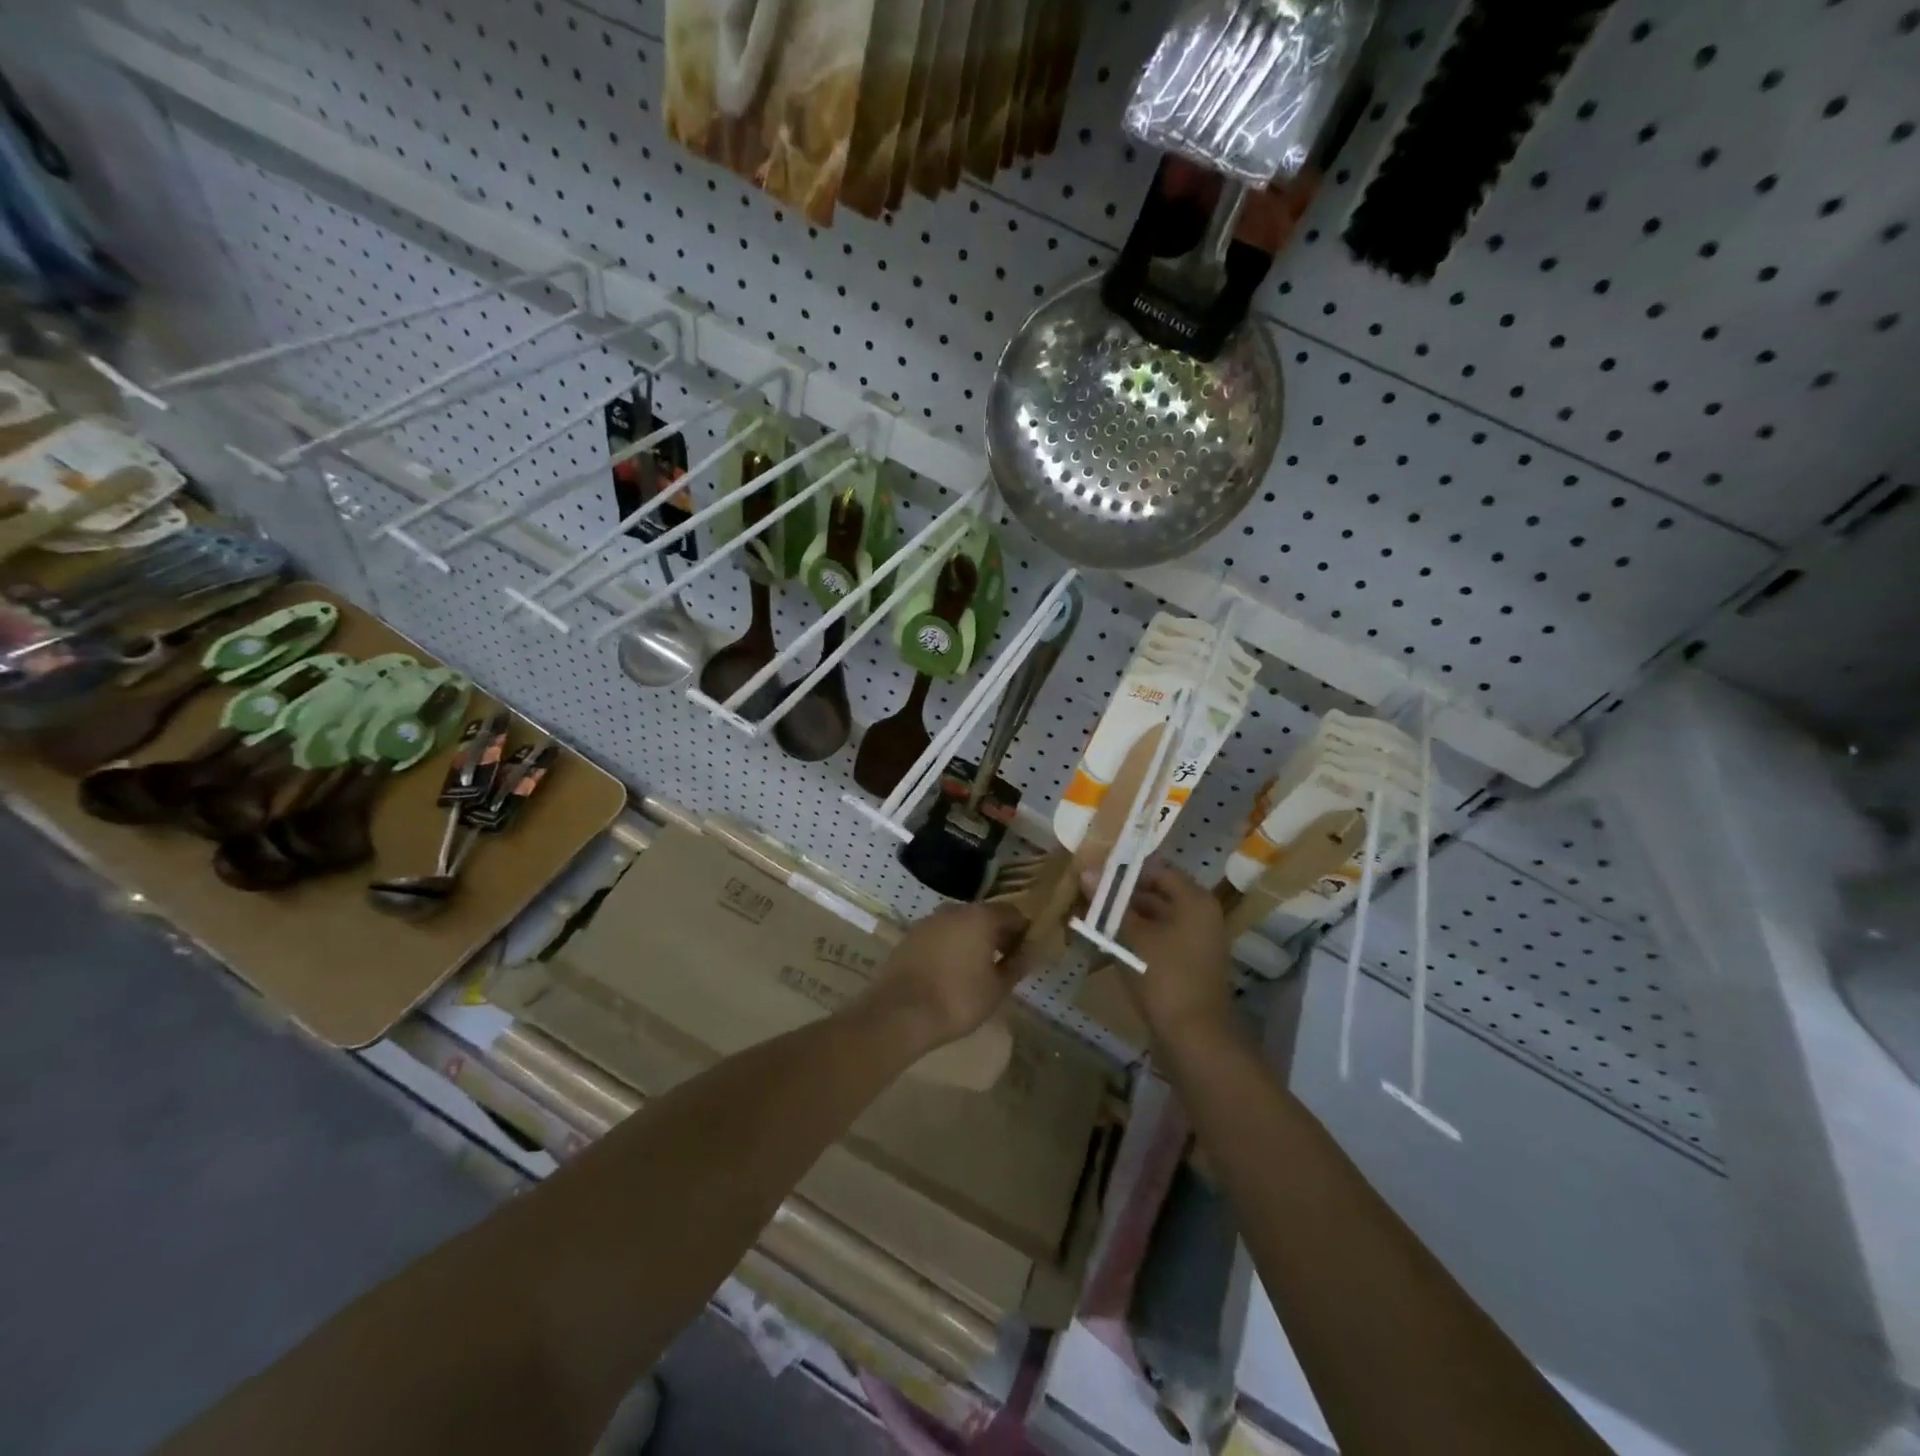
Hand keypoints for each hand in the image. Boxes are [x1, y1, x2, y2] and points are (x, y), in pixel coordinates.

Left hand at [859, 902, 1033, 1051]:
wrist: (899, 1012)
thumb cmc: (957, 1000)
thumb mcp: (997, 988)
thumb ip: (1016, 965)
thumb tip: (1028, 952)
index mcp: (980, 916)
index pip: (1013, 914)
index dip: (1023, 932)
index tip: (1025, 954)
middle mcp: (954, 910)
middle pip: (984, 915)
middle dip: (997, 935)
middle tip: (1004, 963)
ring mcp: (928, 921)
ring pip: (960, 924)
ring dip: (972, 940)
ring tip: (977, 970)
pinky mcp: (910, 936)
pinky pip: (940, 935)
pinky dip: (950, 946)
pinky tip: (951, 971)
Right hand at [1102, 861, 1234, 1046]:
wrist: (1194, 1038)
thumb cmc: (1165, 977)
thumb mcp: (1133, 937)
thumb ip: (1110, 903)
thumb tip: (1087, 871)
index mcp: (1195, 900)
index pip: (1158, 870)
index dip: (1125, 869)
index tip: (1095, 872)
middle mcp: (1201, 915)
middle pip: (1157, 893)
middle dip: (1122, 895)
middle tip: (1087, 894)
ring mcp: (1197, 941)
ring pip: (1156, 918)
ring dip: (1126, 918)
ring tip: (1090, 916)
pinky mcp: (1188, 964)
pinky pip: (1160, 939)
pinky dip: (1137, 938)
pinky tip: (1107, 942)